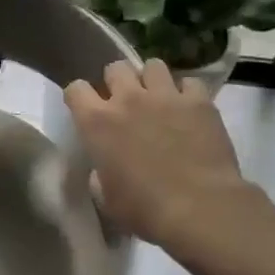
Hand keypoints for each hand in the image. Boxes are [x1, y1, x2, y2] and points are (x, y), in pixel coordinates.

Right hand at [64, 59, 261, 255]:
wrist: (199, 207)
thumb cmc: (144, 209)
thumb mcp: (106, 198)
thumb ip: (99, 174)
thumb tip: (103, 169)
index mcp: (97, 122)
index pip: (75, 89)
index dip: (79, 97)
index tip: (86, 109)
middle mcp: (128, 99)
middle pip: (115, 67)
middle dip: (118, 81)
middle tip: (126, 102)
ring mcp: (165, 95)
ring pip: (153, 65)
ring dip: (152, 80)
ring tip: (159, 98)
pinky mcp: (199, 101)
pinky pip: (189, 83)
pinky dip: (187, 93)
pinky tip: (190, 109)